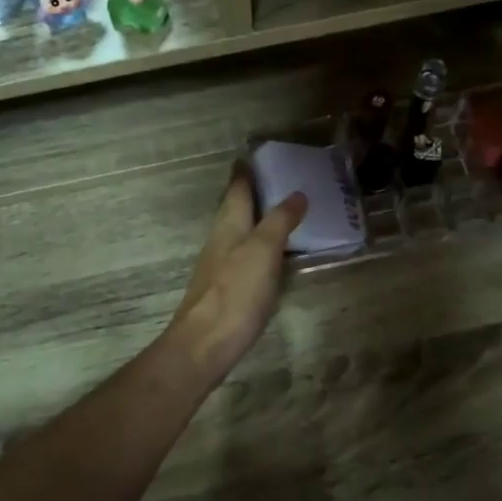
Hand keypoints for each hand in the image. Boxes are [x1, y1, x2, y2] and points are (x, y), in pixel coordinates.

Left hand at [167, 171, 306, 385]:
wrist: (205, 344)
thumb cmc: (236, 293)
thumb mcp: (263, 251)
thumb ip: (279, 221)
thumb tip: (296, 194)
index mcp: (228, 226)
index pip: (236, 190)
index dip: (245, 172)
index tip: (253, 156)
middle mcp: (220, 241)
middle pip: (234, 210)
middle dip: (250, 194)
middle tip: (275, 181)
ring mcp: (219, 267)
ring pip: (238, 233)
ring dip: (255, 221)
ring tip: (279, 214)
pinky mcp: (224, 290)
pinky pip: (243, 257)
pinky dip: (257, 247)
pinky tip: (270, 257)